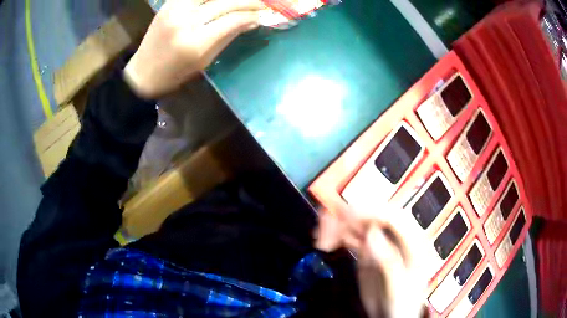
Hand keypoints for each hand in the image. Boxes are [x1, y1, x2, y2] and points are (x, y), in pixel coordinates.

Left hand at [124, 0, 263, 98]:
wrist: (143, 73)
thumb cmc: (175, 74)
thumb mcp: (205, 61)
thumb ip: (228, 37)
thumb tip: (252, 22)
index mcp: (196, 43)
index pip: (233, 19)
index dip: (252, 15)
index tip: (264, 15)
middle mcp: (186, 22)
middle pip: (225, 2)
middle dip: (248, 1)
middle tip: (261, 3)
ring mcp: (175, 10)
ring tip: (242, 0)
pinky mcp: (168, 4)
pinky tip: (221, 0)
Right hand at [316, 206, 427, 317]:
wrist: (390, 316)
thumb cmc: (401, 303)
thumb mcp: (397, 287)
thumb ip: (388, 261)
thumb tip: (372, 234)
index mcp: (414, 242)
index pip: (396, 218)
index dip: (373, 212)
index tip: (349, 215)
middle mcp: (397, 237)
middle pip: (376, 216)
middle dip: (351, 216)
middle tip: (327, 223)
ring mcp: (381, 243)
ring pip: (361, 224)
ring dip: (340, 225)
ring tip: (321, 237)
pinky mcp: (368, 250)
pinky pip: (352, 236)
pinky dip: (338, 235)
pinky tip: (327, 241)